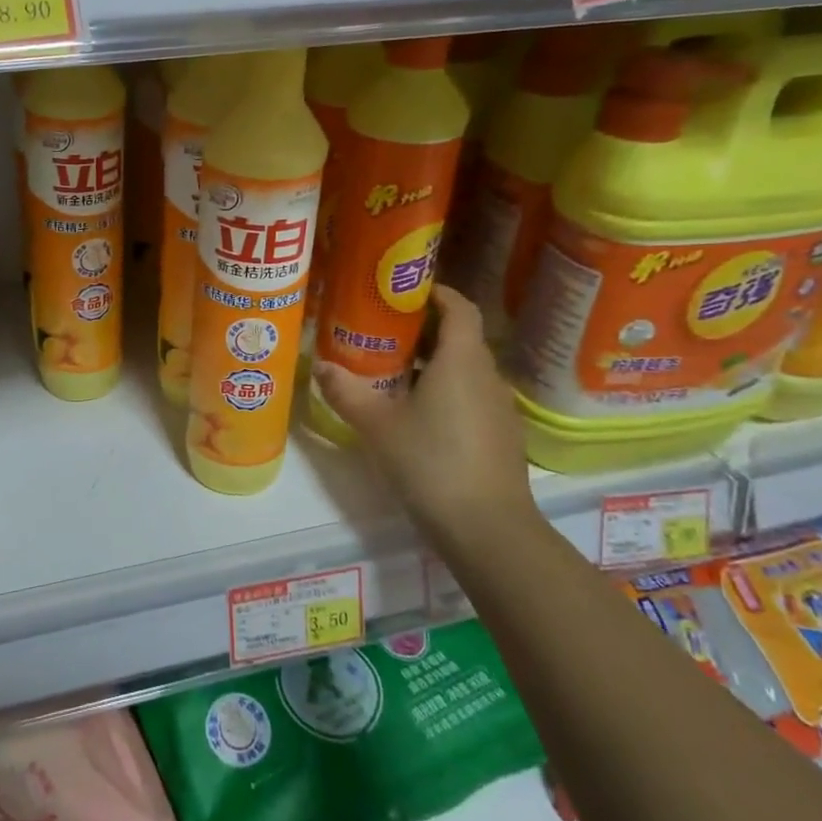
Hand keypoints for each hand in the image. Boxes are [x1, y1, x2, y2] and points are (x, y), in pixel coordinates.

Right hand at [313, 285, 537, 551]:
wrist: (487, 529)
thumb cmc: (431, 462)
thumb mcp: (377, 425)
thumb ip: (346, 391)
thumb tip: (320, 366)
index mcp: (461, 360)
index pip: (459, 307)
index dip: (435, 292)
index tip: (402, 291)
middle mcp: (487, 376)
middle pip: (460, 337)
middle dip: (422, 329)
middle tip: (381, 332)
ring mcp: (499, 408)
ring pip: (465, 369)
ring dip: (432, 363)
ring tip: (391, 373)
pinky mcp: (501, 436)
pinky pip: (470, 397)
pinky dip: (445, 391)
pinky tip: (416, 415)